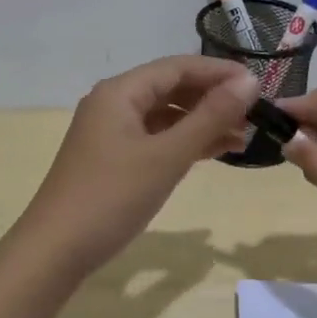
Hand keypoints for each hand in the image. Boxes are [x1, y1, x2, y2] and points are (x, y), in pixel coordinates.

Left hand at [17, 55, 256, 275]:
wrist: (55, 250)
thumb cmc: (112, 196)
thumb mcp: (167, 156)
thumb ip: (210, 117)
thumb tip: (250, 81)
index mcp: (120, 92)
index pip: (178, 67)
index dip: (220, 72)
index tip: (260, 85)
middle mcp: (113, 103)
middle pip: (171, 88)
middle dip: (213, 98)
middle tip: (254, 114)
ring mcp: (111, 132)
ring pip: (165, 116)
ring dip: (202, 122)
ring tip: (242, 137)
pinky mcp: (112, 159)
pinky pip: (156, 138)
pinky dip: (184, 142)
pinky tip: (213, 152)